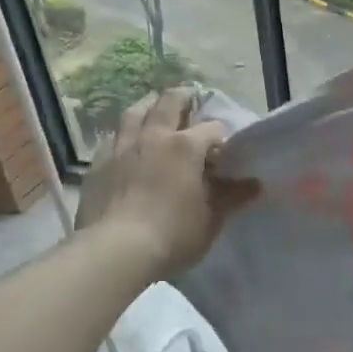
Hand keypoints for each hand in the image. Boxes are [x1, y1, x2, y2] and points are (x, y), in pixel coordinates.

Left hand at [74, 88, 259, 275]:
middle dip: (182, 99)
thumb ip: (232, 197)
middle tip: (190, 100)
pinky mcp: (97, 166)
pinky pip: (112, 139)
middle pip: (168, 103)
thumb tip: (254, 184)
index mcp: (186, 146)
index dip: (221, 137)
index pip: (211, 128)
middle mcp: (153, 137)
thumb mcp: (212, 218)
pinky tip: (127, 147)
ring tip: (155, 112)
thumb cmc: (173, 234)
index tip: (224, 151)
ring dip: (148, 108)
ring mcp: (120, 148)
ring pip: (134, 113)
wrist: (115, 252)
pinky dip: (124, 137)